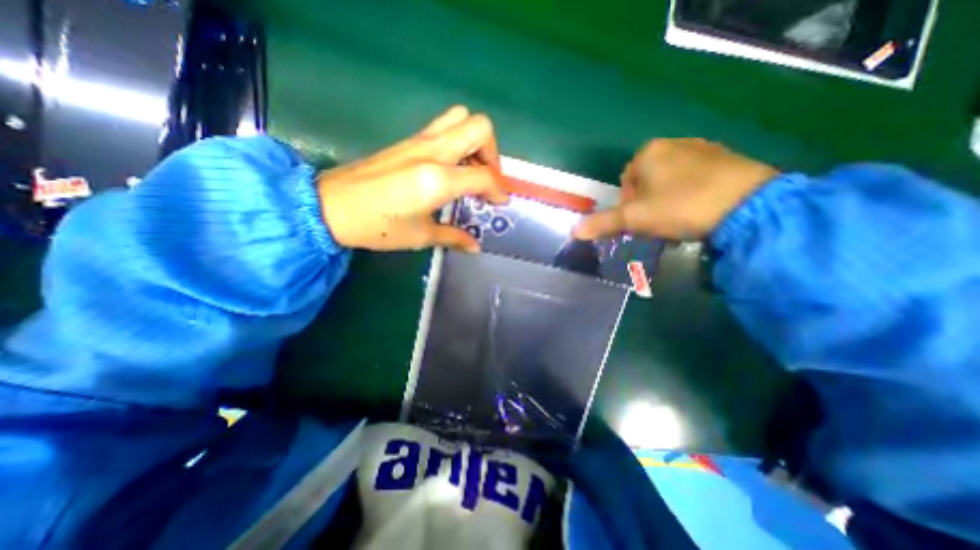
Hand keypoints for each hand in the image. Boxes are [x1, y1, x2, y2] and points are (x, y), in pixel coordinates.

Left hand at [319, 105, 508, 250]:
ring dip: (475, 142)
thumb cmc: (378, 226)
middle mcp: (433, 152)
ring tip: (470, 170)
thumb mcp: (420, 236)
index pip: (484, 176)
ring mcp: (419, 141)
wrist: (330, 206)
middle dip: (492, 154)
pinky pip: (443, 127)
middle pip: (479, 128)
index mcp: (438, 179)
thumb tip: (476, 247)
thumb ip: (454, 237)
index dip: (498, 190)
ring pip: (461, 119)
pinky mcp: (408, 141)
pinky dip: (457, 142)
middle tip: (486, 179)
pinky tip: (450, 168)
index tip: (500, 203)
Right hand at [571, 137, 777, 237]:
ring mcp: (703, 148)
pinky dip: (693, 193)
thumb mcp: (635, 219)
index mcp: (648, 152)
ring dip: (669, 200)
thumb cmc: (680, 207)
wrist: (748, 205)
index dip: (629, 206)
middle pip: (648, 181)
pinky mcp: (727, 157)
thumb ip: (603, 223)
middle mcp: (674, 143)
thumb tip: (574, 231)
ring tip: (682, 218)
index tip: (642, 221)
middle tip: (661, 222)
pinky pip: (696, 177)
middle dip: (649, 203)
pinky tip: (702, 209)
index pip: (626, 183)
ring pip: (671, 180)